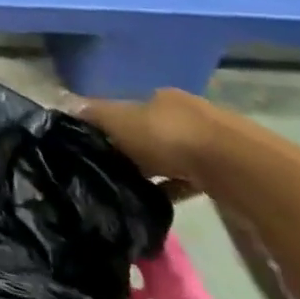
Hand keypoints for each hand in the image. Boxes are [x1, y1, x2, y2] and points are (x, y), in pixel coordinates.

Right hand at [73, 87, 219, 199]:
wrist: (234, 166)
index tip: (92, 147)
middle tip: (110, 171)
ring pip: (170, 155)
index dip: (107, 126)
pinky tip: (159, 201)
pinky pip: (190, 178)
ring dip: (154, 169)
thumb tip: (65, 106)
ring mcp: (208, 140)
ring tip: (132, 190)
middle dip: (132, 148)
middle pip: (149, 131)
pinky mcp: (225, 169)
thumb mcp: (118, 121)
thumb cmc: (167, 135)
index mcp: (158, 97)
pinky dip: (174, 187)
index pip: (126, 108)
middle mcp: (183, 112)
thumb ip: (93, 115)